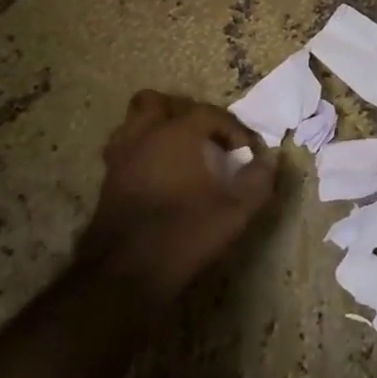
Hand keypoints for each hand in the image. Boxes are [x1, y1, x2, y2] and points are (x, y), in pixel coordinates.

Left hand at [77, 90, 277, 300]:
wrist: (123, 274)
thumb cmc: (184, 233)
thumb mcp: (235, 211)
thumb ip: (258, 181)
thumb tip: (269, 161)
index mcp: (177, 134)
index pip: (211, 113)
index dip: (234, 129)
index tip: (248, 151)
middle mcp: (145, 135)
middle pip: (159, 103)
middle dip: (184, 113)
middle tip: (206, 137)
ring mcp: (120, 157)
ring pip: (135, 122)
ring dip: (157, 128)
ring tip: (180, 150)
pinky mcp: (107, 181)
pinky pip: (125, 149)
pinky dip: (143, 151)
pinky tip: (160, 174)